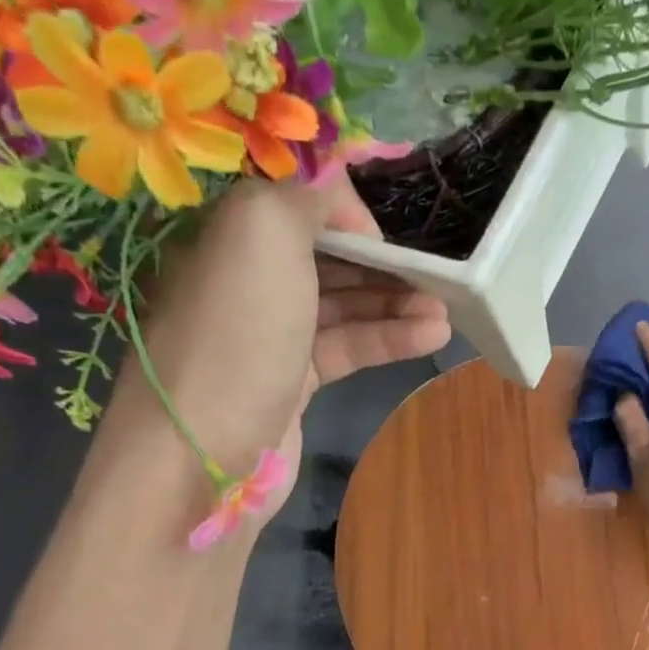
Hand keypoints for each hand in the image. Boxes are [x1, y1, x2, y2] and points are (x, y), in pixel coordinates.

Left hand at [101, 171, 449, 520]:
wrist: (203, 456)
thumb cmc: (236, 334)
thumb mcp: (262, 233)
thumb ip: (305, 193)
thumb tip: (343, 198)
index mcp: (226, 235)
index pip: (293, 205)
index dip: (343, 212)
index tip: (385, 233)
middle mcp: (244, 280)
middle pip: (323, 257)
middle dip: (380, 261)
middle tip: (435, 273)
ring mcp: (269, 336)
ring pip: (341, 306)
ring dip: (395, 303)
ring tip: (445, 309)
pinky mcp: (292, 383)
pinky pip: (346, 349)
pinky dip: (387, 340)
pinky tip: (430, 336)